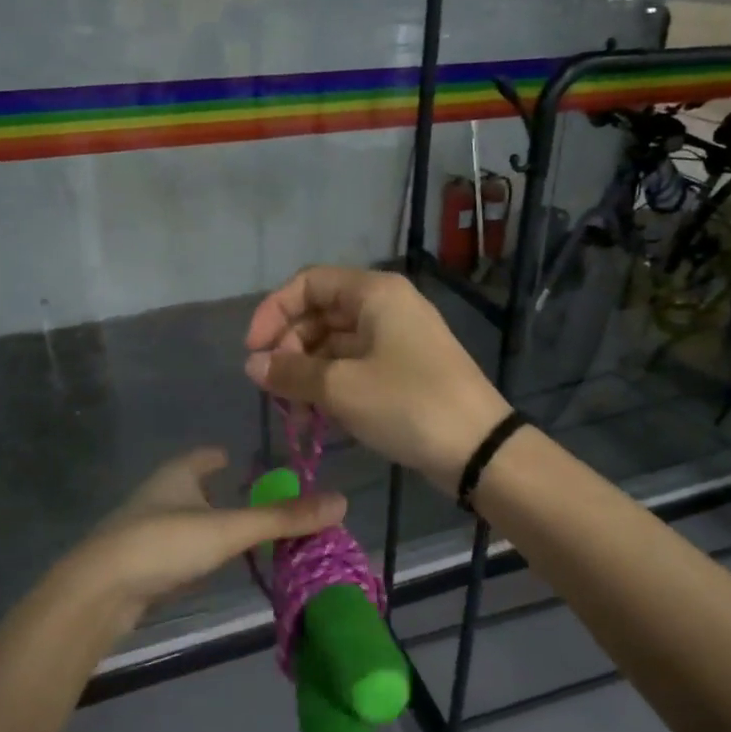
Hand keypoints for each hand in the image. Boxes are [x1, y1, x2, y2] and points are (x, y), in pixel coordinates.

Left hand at [54, 448, 343, 627]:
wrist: (98, 593)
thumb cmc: (164, 544)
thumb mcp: (229, 529)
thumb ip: (282, 518)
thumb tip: (341, 501)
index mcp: (176, 475)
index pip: (202, 457)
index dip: (219, 456)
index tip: (235, 458)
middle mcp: (158, 496)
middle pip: (191, 488)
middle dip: (216, 492)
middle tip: (251, 500)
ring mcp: (143, 531)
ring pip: (182, 521)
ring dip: (206, 525)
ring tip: (236, 534)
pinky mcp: (137, 566)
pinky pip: (174, 552)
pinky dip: (193, 554)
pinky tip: (206, 567)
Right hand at [245, 267, 511, 490]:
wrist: (478, 448)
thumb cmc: (407, 404)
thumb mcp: (341, 388)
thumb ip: (291, 372)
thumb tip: (252, 365)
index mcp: (374, 293)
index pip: (308, 283)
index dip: (273, 312)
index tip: (254, 352)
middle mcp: (386, 306)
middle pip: (320, 313)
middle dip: (290, 348)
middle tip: (273, 388)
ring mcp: (397, 339)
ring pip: (335, 343)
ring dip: (308, 372)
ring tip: (293, 411)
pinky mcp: (403, 369)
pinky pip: (355, 365)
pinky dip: (332, 384)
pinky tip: (317, 415)